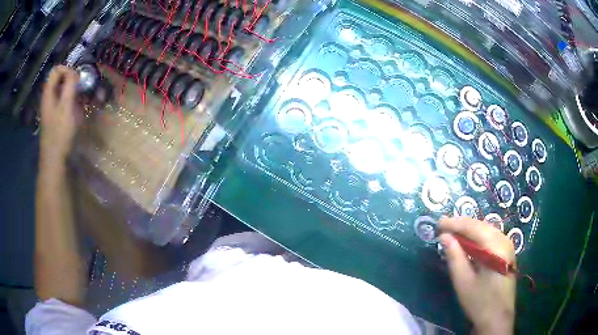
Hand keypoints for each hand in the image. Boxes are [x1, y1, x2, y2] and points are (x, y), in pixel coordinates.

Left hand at [40, 66, 79, 164]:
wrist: (54, 160)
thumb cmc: (59, 133)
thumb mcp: (66, 106)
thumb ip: (69, 85)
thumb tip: (74, 72)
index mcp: (48, 93)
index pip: (56, 70)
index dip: (67, 69)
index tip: (76, 79)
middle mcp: (48, 98)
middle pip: (59, 79)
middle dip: (71, 80)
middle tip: (81, 88)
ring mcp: (51, 108)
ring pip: (62, 91)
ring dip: (72, 91)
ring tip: (81, 99)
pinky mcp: (55, 117)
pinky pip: (63, 102)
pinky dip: (71, 101)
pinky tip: (77, 110)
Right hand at [439, 217, 515, 334]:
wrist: (498, 318)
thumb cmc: (479, 301)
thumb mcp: (463, 281)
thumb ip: (454, 257)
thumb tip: (444, 236)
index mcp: (495, 246)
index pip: (473, 227)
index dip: (454, 223)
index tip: (438, 223)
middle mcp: (504, 240)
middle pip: (481, 225)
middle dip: (461, 225)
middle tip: (443, 227)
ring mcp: (507, 245)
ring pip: (486, 230)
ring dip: (469, 230)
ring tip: (453, 233)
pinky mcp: (507, 252)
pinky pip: (491, 237)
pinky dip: (477, 237)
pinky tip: (468, 243)